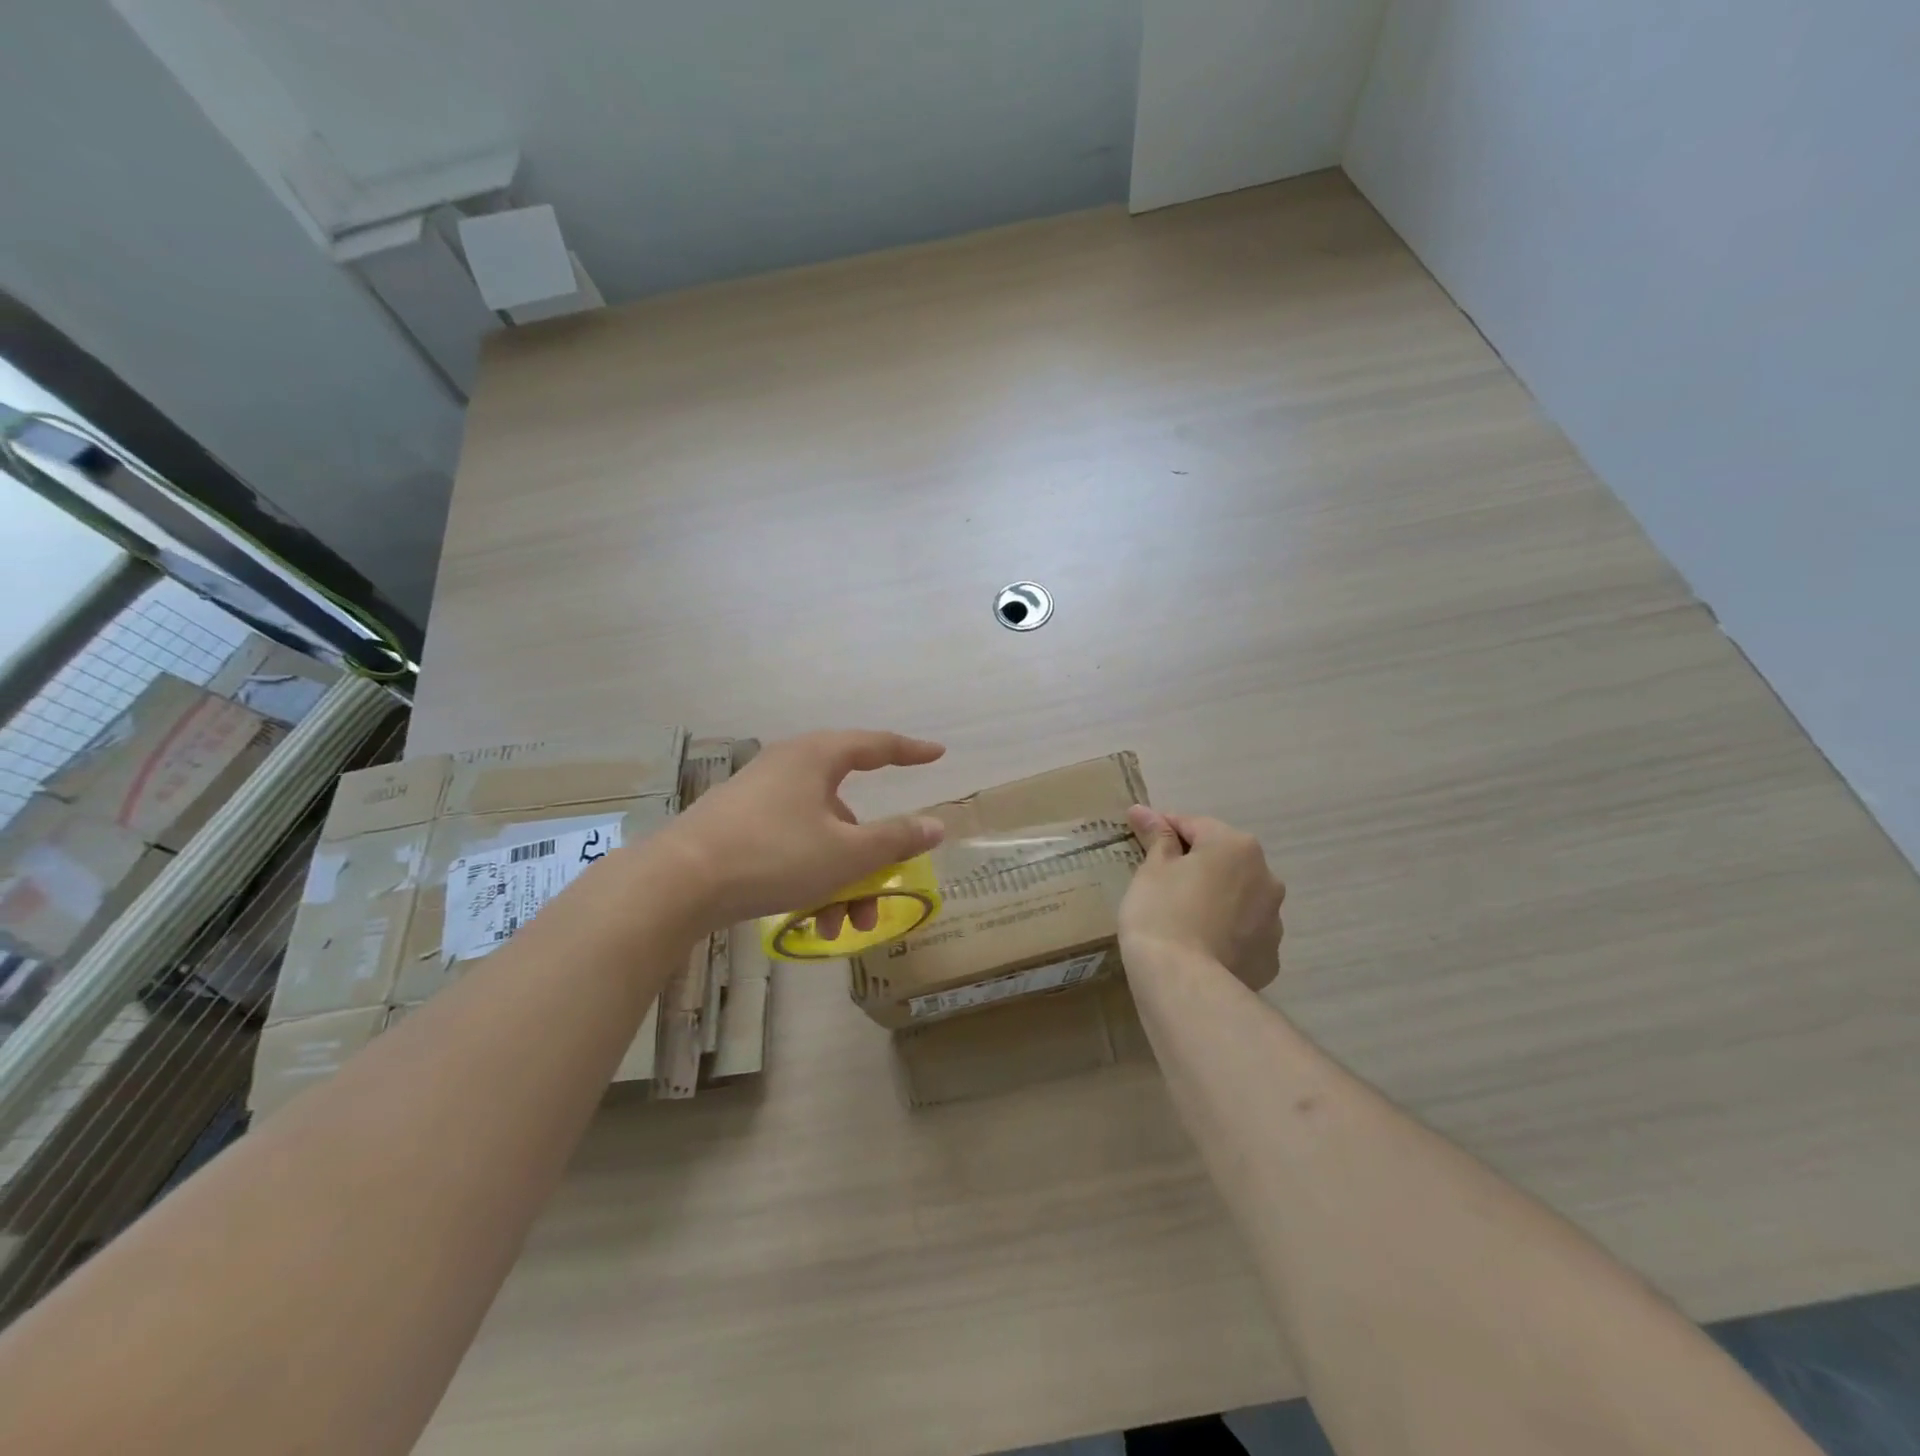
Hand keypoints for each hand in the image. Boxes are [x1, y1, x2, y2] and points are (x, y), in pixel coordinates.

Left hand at [658, 729, 947, 931]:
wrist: (678, 883)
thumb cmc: (773, 855)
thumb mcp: (846, 853)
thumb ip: (895, 839)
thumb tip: (935, 825)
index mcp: (816, 758)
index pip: (875, 745)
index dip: (910, 751)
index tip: (937, 755)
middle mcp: (788, 768)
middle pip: (847, 810)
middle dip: (869, 859)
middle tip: (883, 891)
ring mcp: (758, 799)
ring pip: (819, 836)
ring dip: (839, 881)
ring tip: (841, 927)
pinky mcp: (737, 828)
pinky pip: (790, 847)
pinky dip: (809, 879)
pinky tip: (809, 922)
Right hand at [1120, 807, 1283, 990]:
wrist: (1184, 983)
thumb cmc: (1161, 914)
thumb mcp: (1151, 870)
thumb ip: (1156, 838)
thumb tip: (1143, 811)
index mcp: (1236, 846)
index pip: (1194, 825)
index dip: (1163, 829)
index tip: (1140, 836)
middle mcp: (1266, 876)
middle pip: (1223, 860)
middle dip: (1195, 864)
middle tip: (1159, 880)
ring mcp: (1273, 920)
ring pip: (1238, 897)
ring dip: (1215, 898)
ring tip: (1181, 918)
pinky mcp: (1270, 957)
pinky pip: (1243, 933)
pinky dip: (1225, 932)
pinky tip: (1200, 945)